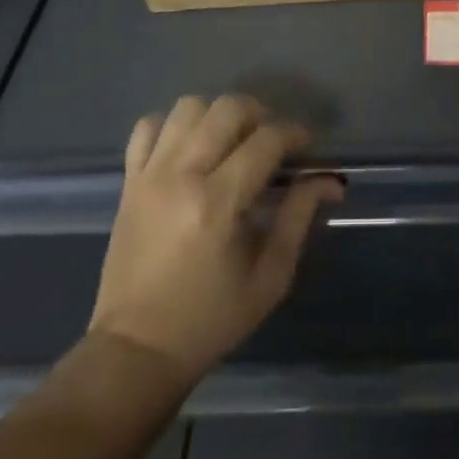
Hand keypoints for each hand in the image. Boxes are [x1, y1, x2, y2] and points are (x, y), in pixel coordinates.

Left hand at [88, 95, 342, 388]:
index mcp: (219, 203)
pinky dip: (171, 126)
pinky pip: (148, 127)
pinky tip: (188, 149)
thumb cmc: (210, 320)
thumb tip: (329, 180)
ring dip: (217, 115)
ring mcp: (150, 175)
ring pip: (188, 107)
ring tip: (229, 142)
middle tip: (270, 142)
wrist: (135, 351)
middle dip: (260, 114)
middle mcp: (182, 175)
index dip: (295, 134)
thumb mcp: (269, 277)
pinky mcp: (129, 181)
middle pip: (228, 108)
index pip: (267, 139)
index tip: (306, 146)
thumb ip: (299, 217)